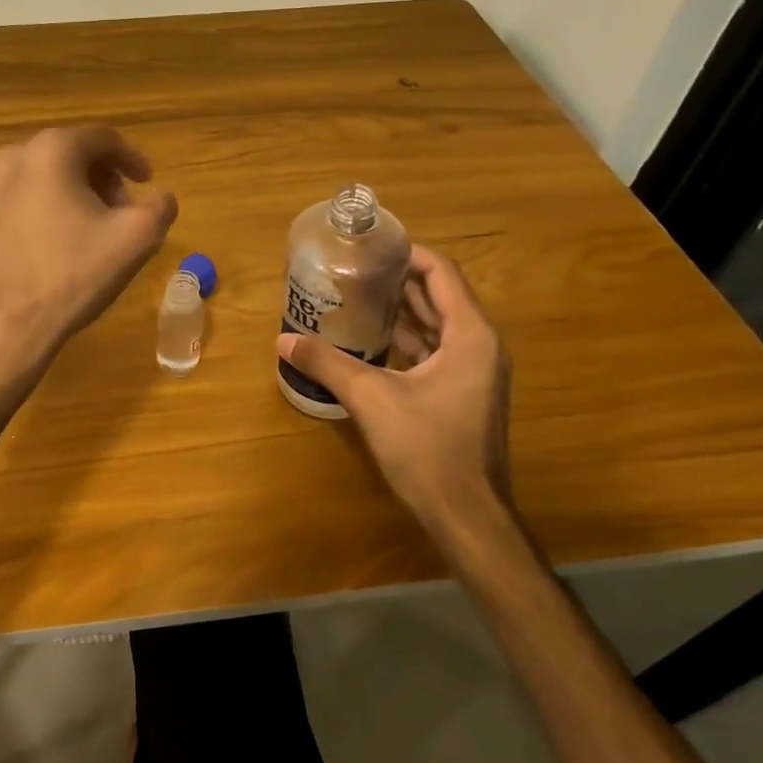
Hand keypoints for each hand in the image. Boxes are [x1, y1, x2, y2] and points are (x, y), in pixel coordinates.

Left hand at [0, 125, 177, 378]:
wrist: (0, 326)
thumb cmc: (70, 277)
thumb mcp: (135, 241)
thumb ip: (160, 208)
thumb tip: (161, 198)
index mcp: (52, 151)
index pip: (102, 138)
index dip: (131, 158)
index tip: (147, 182)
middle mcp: (11, 156)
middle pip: (69, 154)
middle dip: (101, 178)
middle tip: (121, 212)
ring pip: (40, 175)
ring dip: (71, 193)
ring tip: (88, 230)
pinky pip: (16, 197)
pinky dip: (42, 208)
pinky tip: (52, 244)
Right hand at [276, 245, 511, 549]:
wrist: (466, 515)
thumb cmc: (427, 449)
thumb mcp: (371, 399)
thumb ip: (327, 364)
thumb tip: (282, 341)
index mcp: (470, 335)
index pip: (440, 273)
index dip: (406, 254)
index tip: (368, 247)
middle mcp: (479, 345)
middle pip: (438, 296)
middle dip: (396, 280)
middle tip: (352, 269)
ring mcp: (474, 371)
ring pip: (435, 325)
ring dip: (400, 310)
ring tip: (354, 297)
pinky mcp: (462, 393)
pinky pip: (434, 351)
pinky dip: (405, 340)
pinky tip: (369, 340)